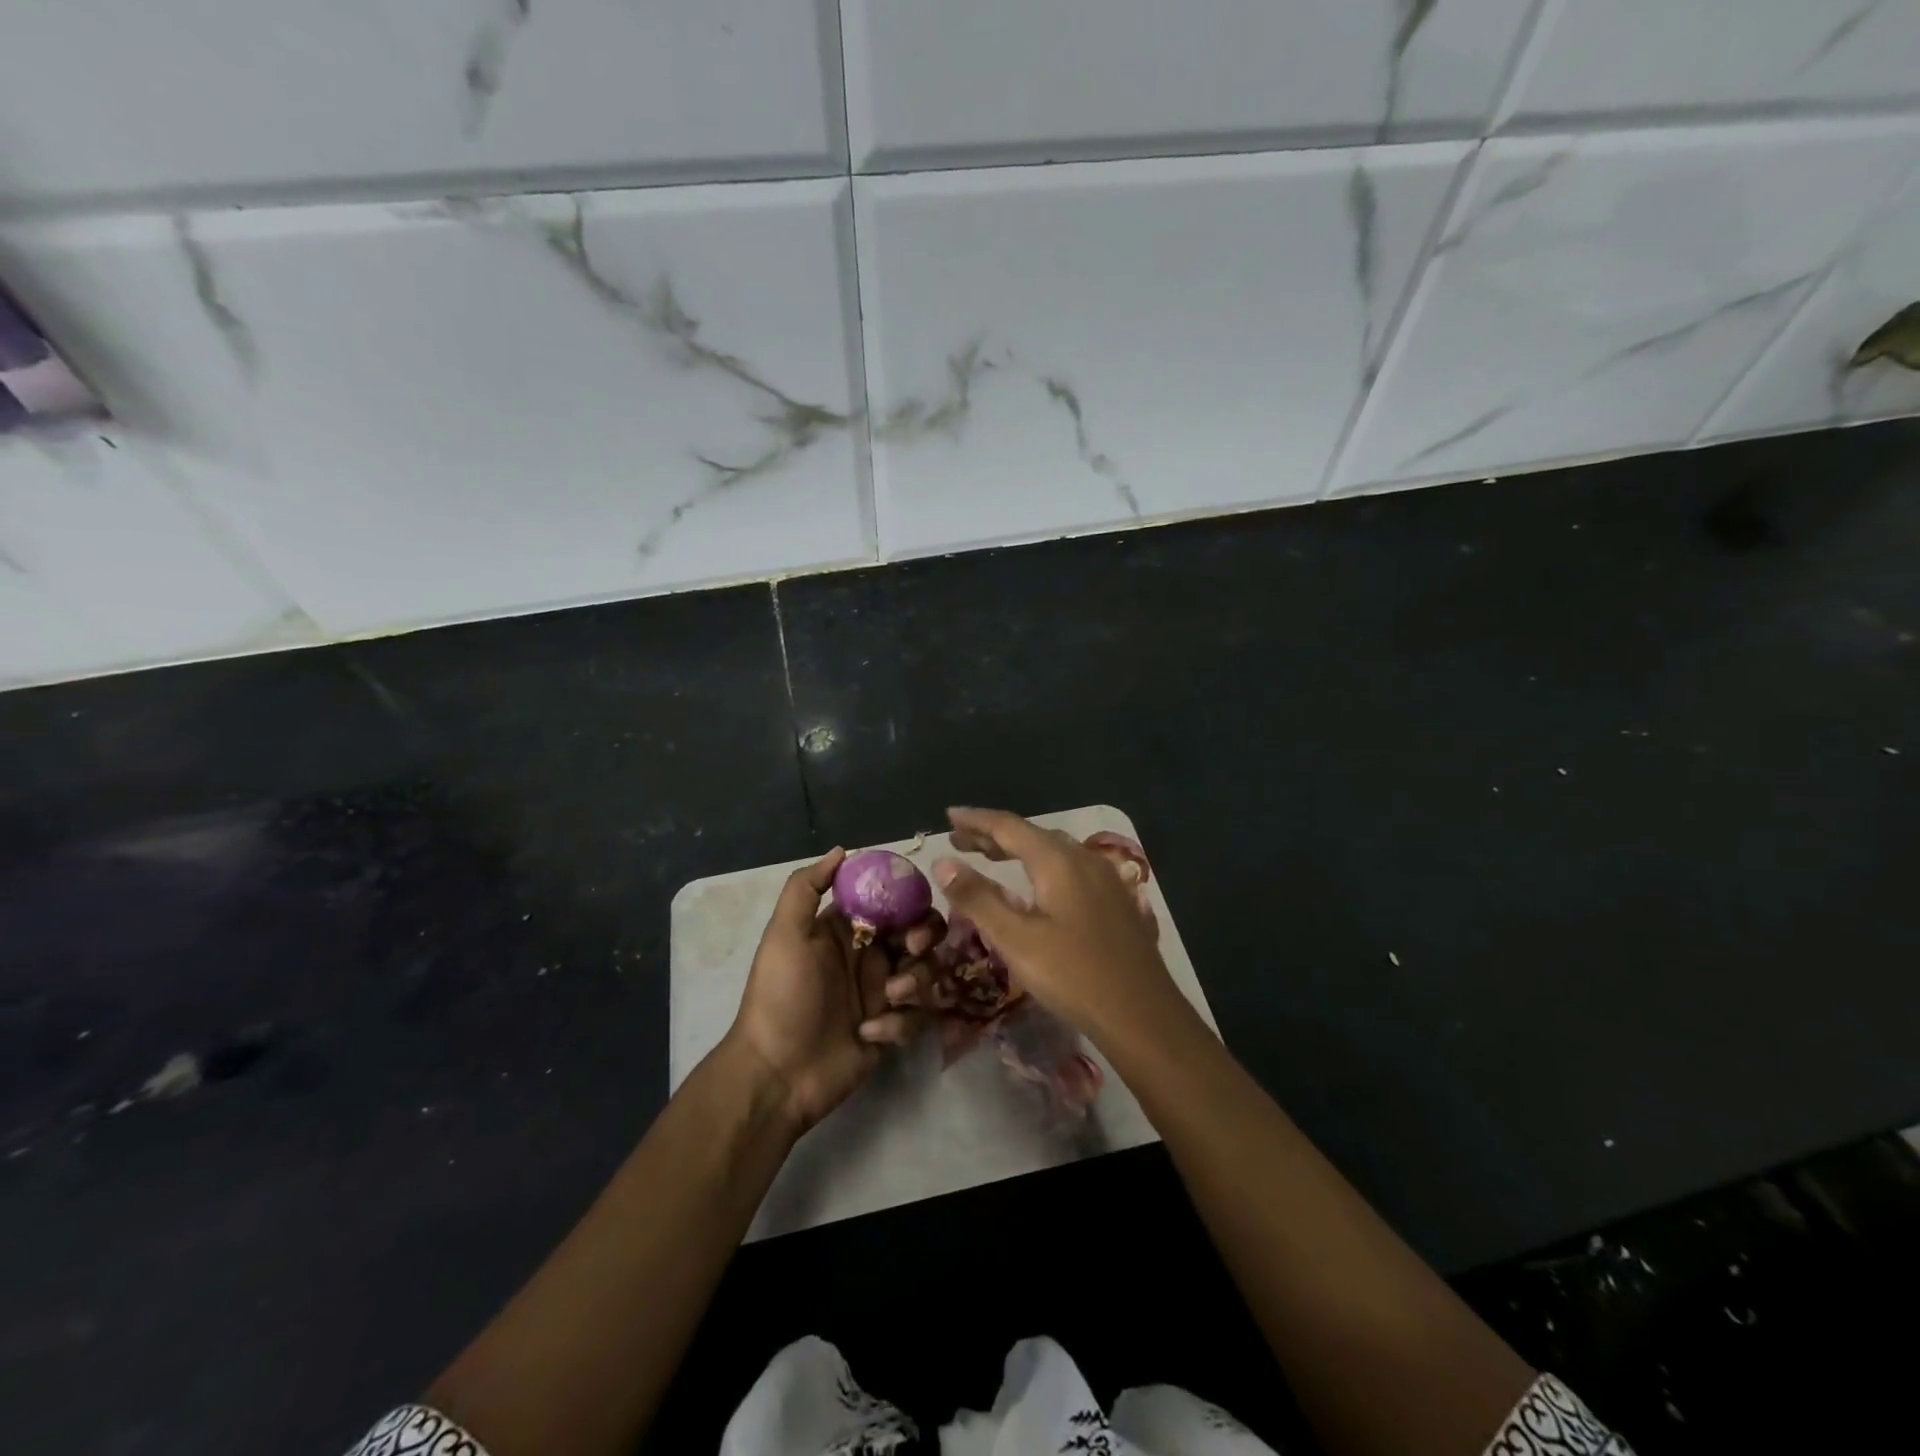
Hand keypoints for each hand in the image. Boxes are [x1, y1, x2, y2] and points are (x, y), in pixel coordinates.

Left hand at [725, 848, 932, 1134]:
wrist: (777, 1072)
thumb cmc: (782, 995)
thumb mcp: (785, 934)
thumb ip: (807, 886)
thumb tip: (842, 850)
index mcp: (847, 928)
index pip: (893, 899)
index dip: (909, 898)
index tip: (912, 907)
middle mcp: (870, 955)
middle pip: (921, 932)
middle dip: (925, 938)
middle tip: (912, 950)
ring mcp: (883, 993)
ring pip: (926, 972)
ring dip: (915, 982)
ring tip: (888, 1000)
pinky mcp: (892, 1029)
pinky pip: (917, 1016)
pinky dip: (899, 1024)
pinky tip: (869, 1034)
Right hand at [929, 807, 1187, 1048]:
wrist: (1143, 1015)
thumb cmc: (1074, 976)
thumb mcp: (1016, 940)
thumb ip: (978, 898)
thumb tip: (942, 862)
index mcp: (1058, 861)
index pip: (1008, 826)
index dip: (976, 820)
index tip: (948, 816)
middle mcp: (1083, 859)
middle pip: (1031, 835)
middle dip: (993, 835)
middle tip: (959, 840)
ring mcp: (1104, 878)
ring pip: (1053, 851)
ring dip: (1018, 850)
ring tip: (988, 857)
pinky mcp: (1114, 900)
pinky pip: (1069, 868)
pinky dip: (1041, 866)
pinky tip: (1035, 887)